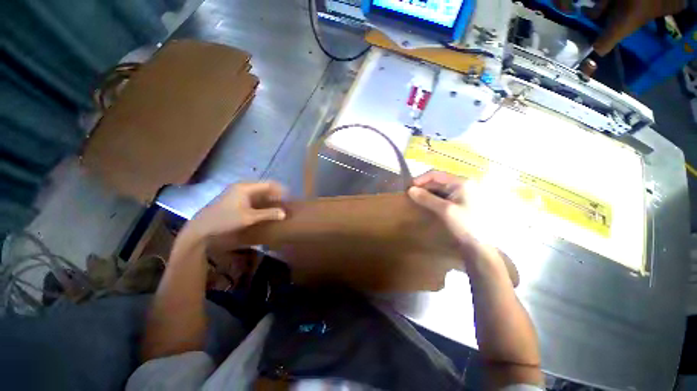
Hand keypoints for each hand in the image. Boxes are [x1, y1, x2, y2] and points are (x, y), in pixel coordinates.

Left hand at [182, 182, 286, 245]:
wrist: (201, 228)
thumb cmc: (226, 220)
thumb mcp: (249, 218)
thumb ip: (268, 214)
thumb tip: (284, 213)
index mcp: (245, 188)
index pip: (268, 184)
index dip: (280, 190)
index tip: (289, 197)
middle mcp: (241, 186)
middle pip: (263, 187)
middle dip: (275, 194)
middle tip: (284, 202)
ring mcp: (236, 191)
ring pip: (258, 192)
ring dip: (268, 197)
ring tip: (276, 205)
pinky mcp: (233, 198)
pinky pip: (252, 196)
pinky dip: (260, 201)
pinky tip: (264, 208)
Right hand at [408, 171, 519, 285]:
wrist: (482, 246)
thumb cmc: (466, 225)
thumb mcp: (445, 210)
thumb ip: (427, 198)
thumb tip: (410, 190)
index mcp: (461, 182)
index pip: (436, 174)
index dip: (420, 179)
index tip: (408, 188)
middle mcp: (462, 185)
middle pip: (437, 181)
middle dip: (423, 187)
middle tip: (409, 195)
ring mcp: (461, 194)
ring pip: (439, 189)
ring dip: (426, 193)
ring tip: (415, 200)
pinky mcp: (459, 203)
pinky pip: (442, 197)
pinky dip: (432, 199)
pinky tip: (425, 205)